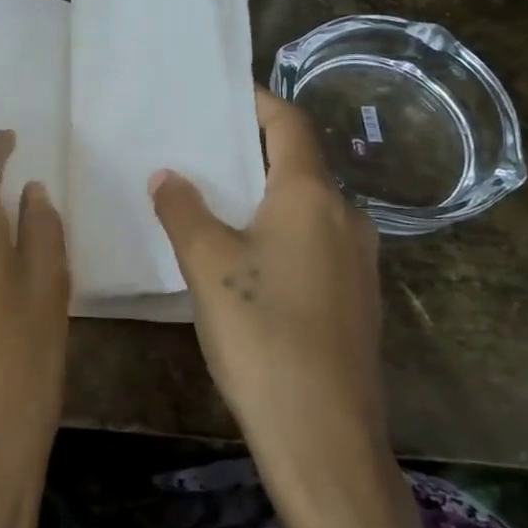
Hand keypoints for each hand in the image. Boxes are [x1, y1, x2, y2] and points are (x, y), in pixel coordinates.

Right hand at [149, 88, 385, 495]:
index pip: (289, 124)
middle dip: (254, 150)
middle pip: (300, 163)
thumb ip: (183, 210)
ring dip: (267, 193)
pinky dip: (281, 230)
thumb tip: (168, 175)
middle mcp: (346, 217)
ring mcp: (359, 260)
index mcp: (312, 196)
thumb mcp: (207, 265)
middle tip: (204, 146)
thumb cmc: (261, 334)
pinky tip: (248, 256)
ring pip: (308, 206)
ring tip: (217, 198)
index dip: (257, 102)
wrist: (323, 433)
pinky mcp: (356, 298)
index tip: (222, 94)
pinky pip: (315, 241)